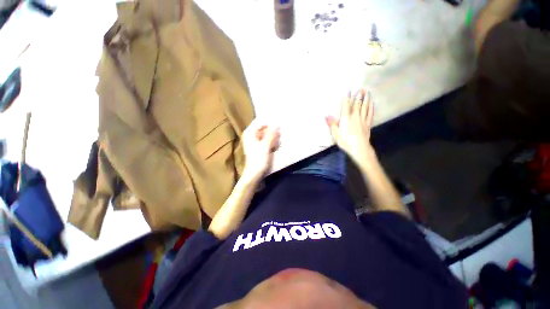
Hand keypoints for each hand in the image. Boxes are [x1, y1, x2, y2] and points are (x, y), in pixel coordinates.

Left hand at [242, 120, 280, 181]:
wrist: (254, 174)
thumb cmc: (258, 159)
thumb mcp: (266, 145)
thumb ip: (271, 134)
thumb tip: (277, 123)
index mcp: (250, 133)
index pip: (260, 123)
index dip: (269, 124)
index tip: (279, 126)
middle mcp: (251, 136)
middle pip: (264, 129)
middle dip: (272, 132)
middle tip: (280, 135)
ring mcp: (255, 143)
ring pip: (266, 136)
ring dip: (273, 138)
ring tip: (278, 143)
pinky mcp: (259, 148)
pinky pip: (266, 142)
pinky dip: (271, 143)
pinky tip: (276, 147)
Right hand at [325, 89, 374, 164]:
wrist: (360, 149)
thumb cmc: (346, 142)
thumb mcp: (336, 134)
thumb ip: (332, 124)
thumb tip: (326, 115)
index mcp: (346, 119)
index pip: (346, 106)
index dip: (347, 97)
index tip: (349, 90)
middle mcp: (355, 117)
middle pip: (357, 104)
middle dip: (358, 96)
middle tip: (361, 88)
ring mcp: (363, 120)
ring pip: (365, 107)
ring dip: (366, 99)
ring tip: (367, 92)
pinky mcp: (368, 124)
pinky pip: (370, 114)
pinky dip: (371, 107)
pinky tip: (372, 103)